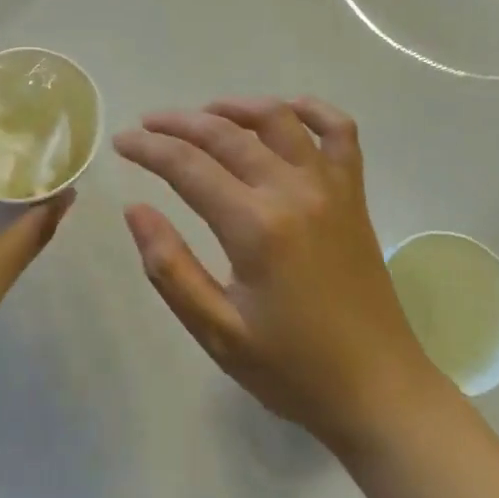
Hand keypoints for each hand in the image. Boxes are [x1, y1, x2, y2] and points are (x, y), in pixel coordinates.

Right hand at [114, 96, 439, 453]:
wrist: (377, 389)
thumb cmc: (291, 368)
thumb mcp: (217, 331)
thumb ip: (170, 268)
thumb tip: (135, 209)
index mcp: (256, 227)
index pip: (188, 166)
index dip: (149, 149)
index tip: (121, 142)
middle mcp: (294, 192)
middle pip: (227, 134)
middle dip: (179, 123)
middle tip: (147, 125)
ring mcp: (331, 187)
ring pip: (279, 119)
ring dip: (236, 107)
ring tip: (203, 114)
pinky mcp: (354, 195)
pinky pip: (339, 131)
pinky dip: (311, 110)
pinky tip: (285, 112)